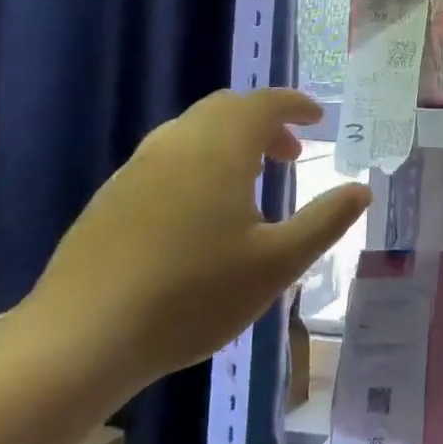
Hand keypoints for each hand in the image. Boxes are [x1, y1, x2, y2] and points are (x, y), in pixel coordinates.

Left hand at [24, 89, 371, 393]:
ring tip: (252, 183)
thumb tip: (362, 189)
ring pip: (191, 133)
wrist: (80, 339)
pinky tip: (202, 214)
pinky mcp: (110, 199)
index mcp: (219, 150)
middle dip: (263, 122)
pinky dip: (199, 163)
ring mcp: (135, 170)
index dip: (295, 105)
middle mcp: (174, 145)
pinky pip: (166, 159)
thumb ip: (325, 220)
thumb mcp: (278, 263)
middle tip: (290, 155)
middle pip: (224, 109)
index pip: (262, 104)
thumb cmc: (194, 295)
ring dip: (230, 143)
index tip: (318, 119)